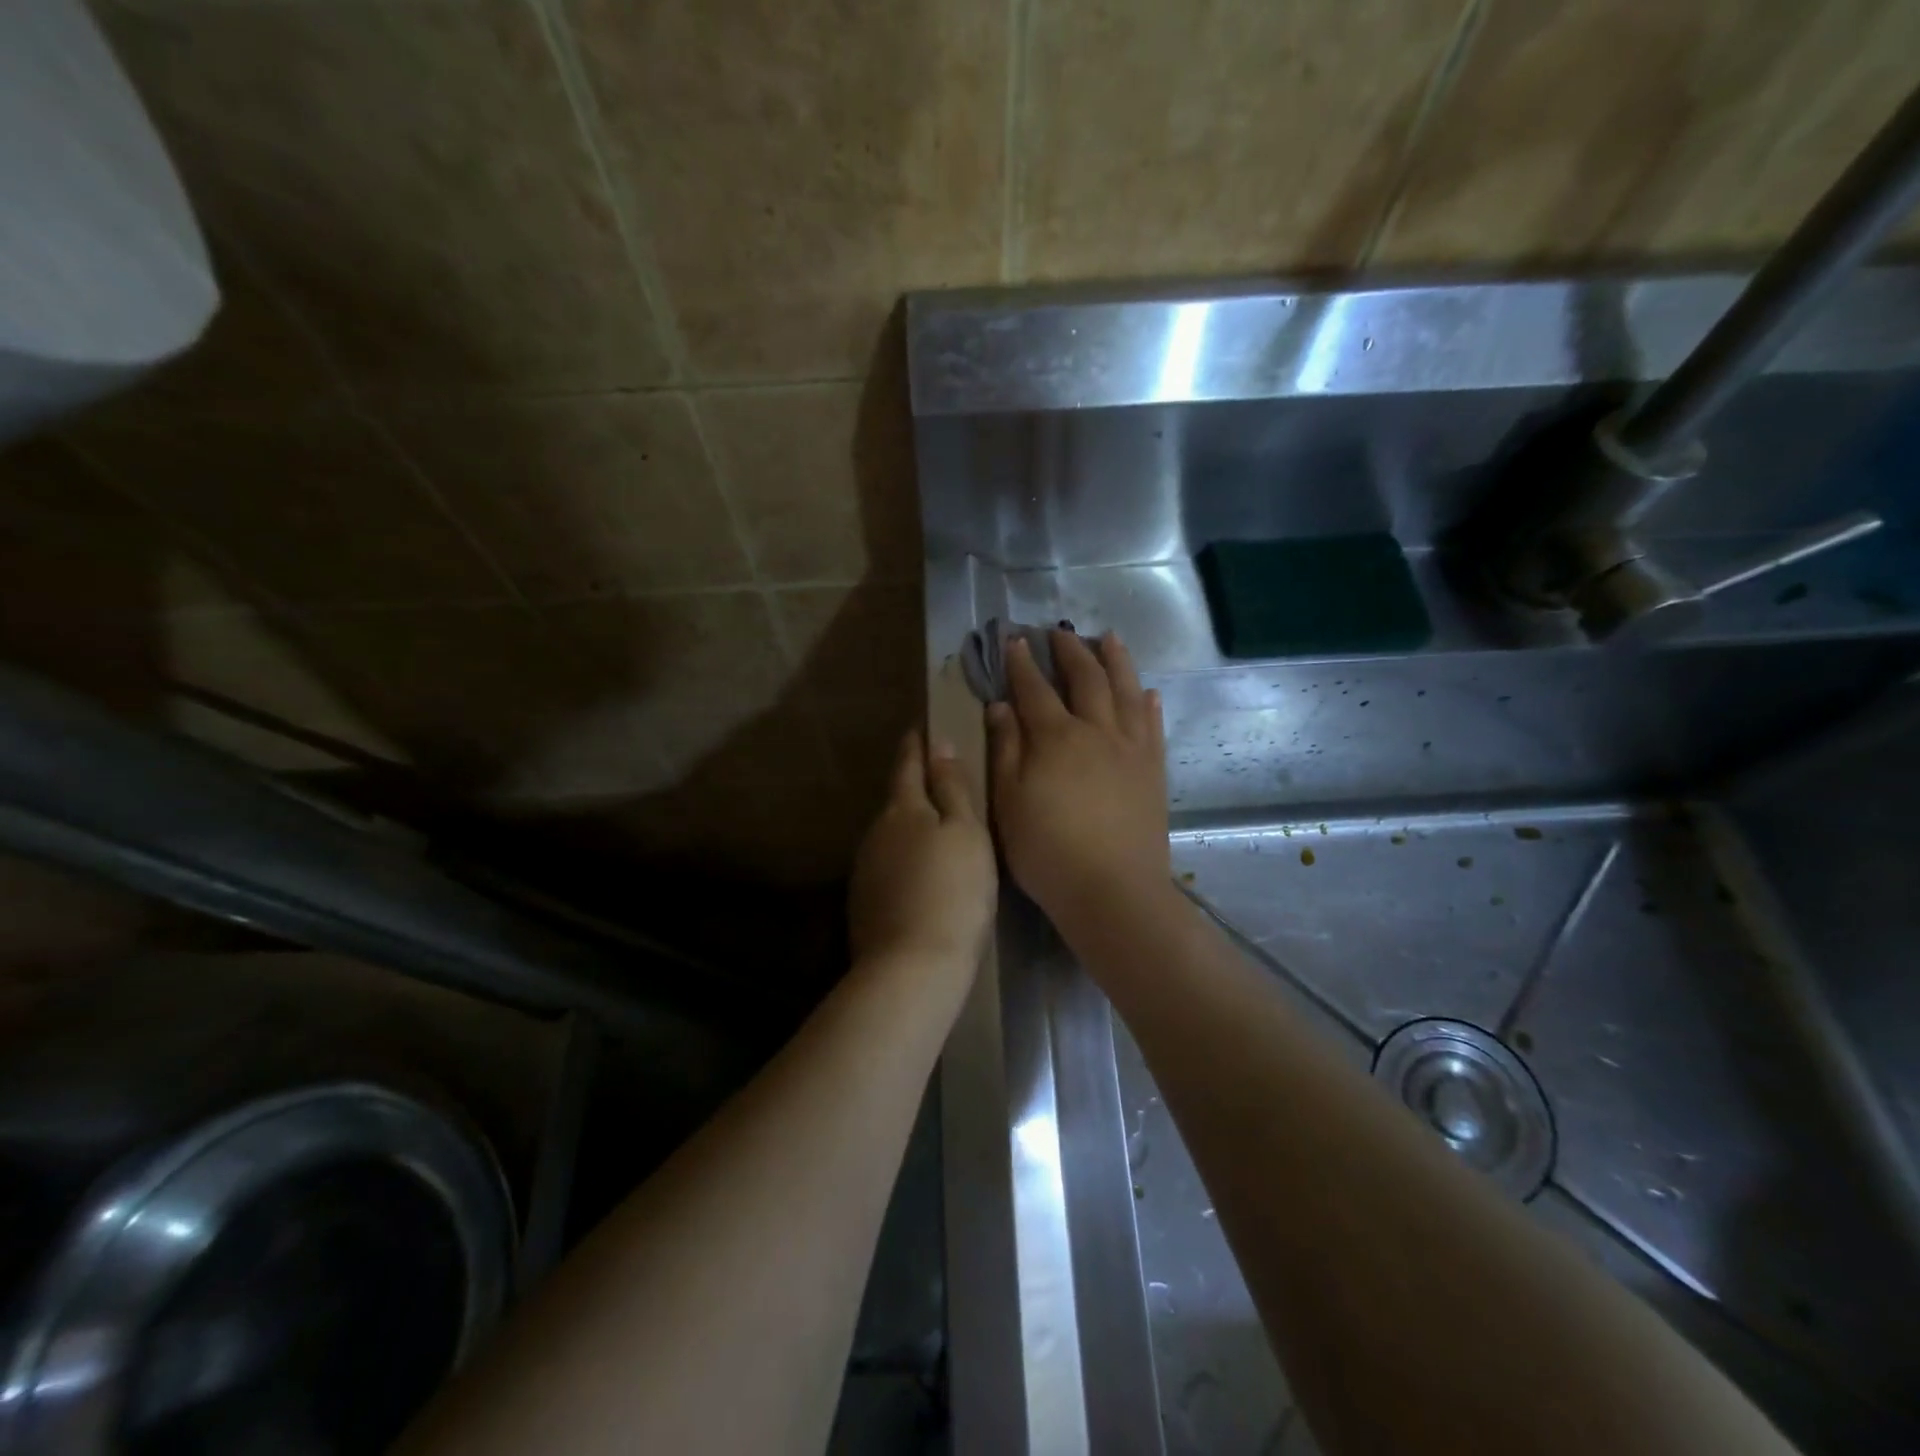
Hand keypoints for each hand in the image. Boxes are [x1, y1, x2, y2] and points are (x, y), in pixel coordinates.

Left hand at [849, 730, 997, 968]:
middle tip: (939, 779)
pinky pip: (888, 866)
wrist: (912, 967)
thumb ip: (952, 787)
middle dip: (914, 787)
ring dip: (909, 827)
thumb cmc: (954, 891)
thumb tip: (938, 744)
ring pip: (890, 836)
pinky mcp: (864, 902)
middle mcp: (875, 832)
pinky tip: (920, 875)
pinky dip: (904, 861)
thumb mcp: (967, 833)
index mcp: (902, 809)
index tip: (922, 728)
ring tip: (936, 831)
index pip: (907, 764)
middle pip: (897, 800)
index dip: (916, 744)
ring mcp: (865, 869)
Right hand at [987, 631, 1168, 929]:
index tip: (1014, 640)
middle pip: (1085, 679)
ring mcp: (1131, 749)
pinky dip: (1149, 704)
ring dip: (1117, 661)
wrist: (1112, 889)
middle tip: (1059, 631)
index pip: (1035, 689)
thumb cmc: (1047, 850)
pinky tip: (1149, 691)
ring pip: (1126, 691)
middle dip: (1070, 651)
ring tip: (1109, 638)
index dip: (1022, 664)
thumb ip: (1006, 750)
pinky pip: (1153, 726)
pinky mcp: (1154, 771)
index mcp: (1056, 738)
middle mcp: (1096, 731)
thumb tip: (1000, 707)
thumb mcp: (1008, 802)